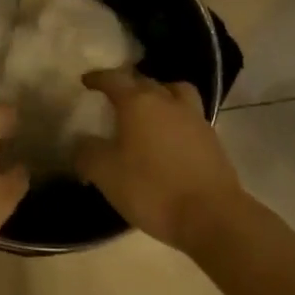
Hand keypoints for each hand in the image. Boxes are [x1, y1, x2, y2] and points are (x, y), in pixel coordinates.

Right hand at [72, 67, 244, 253]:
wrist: (211, 215)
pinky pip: (189, 115)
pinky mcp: (212, 139)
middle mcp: (167, 101)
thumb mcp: (106, 174)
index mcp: (139, 103)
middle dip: (128, 85)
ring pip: (174, 92)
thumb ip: (87, 153)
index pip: (114, 79)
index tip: (86, 81)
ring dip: (160, 94)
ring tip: (149, 109)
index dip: (98, 78)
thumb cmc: (152, 189)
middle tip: (115, 97)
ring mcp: (194, 118)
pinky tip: (169, 136)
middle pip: (145, 82)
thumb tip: (82, 142)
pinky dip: (176, 117)